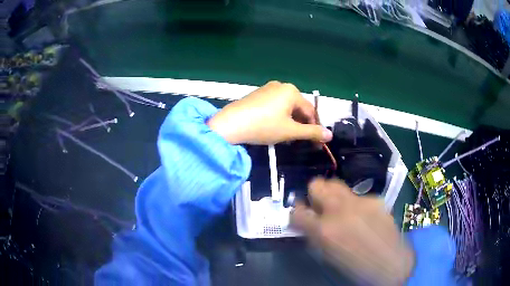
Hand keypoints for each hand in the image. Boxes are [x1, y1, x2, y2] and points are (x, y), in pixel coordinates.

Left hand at [207, 81, 332, 144]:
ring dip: (291, 122)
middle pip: (298, 108)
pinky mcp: (257, 95)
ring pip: (286, 108)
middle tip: (300, 142)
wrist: (230, 124)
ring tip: (287, 138)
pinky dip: (279, 117)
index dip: (314, 128)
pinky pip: (274, 106)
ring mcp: (267, 89)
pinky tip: (273, 128)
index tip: (316, 143)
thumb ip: (311, 132)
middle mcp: (281, 86)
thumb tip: (330, 135)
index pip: (310, 111)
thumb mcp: (290, 131)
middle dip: (301, 125)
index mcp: (292, 91)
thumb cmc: (264, 126)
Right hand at [291, 178, 414, 284]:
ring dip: (334, 196)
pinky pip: (358, 197)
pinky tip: (365, 218)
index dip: (296, 213)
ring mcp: (360, 201)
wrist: (391, 262)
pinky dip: (356, 205)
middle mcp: (340, 210)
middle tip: (319, 205)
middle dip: (313, 194)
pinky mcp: (375, 199)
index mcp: (324, 230)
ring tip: (342, 209)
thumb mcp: (327, 255)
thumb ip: (314, 236)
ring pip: (337, 185)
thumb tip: (306, 222)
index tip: (300, 215)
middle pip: (317, 184)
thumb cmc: (355, 266)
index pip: (297, 212)